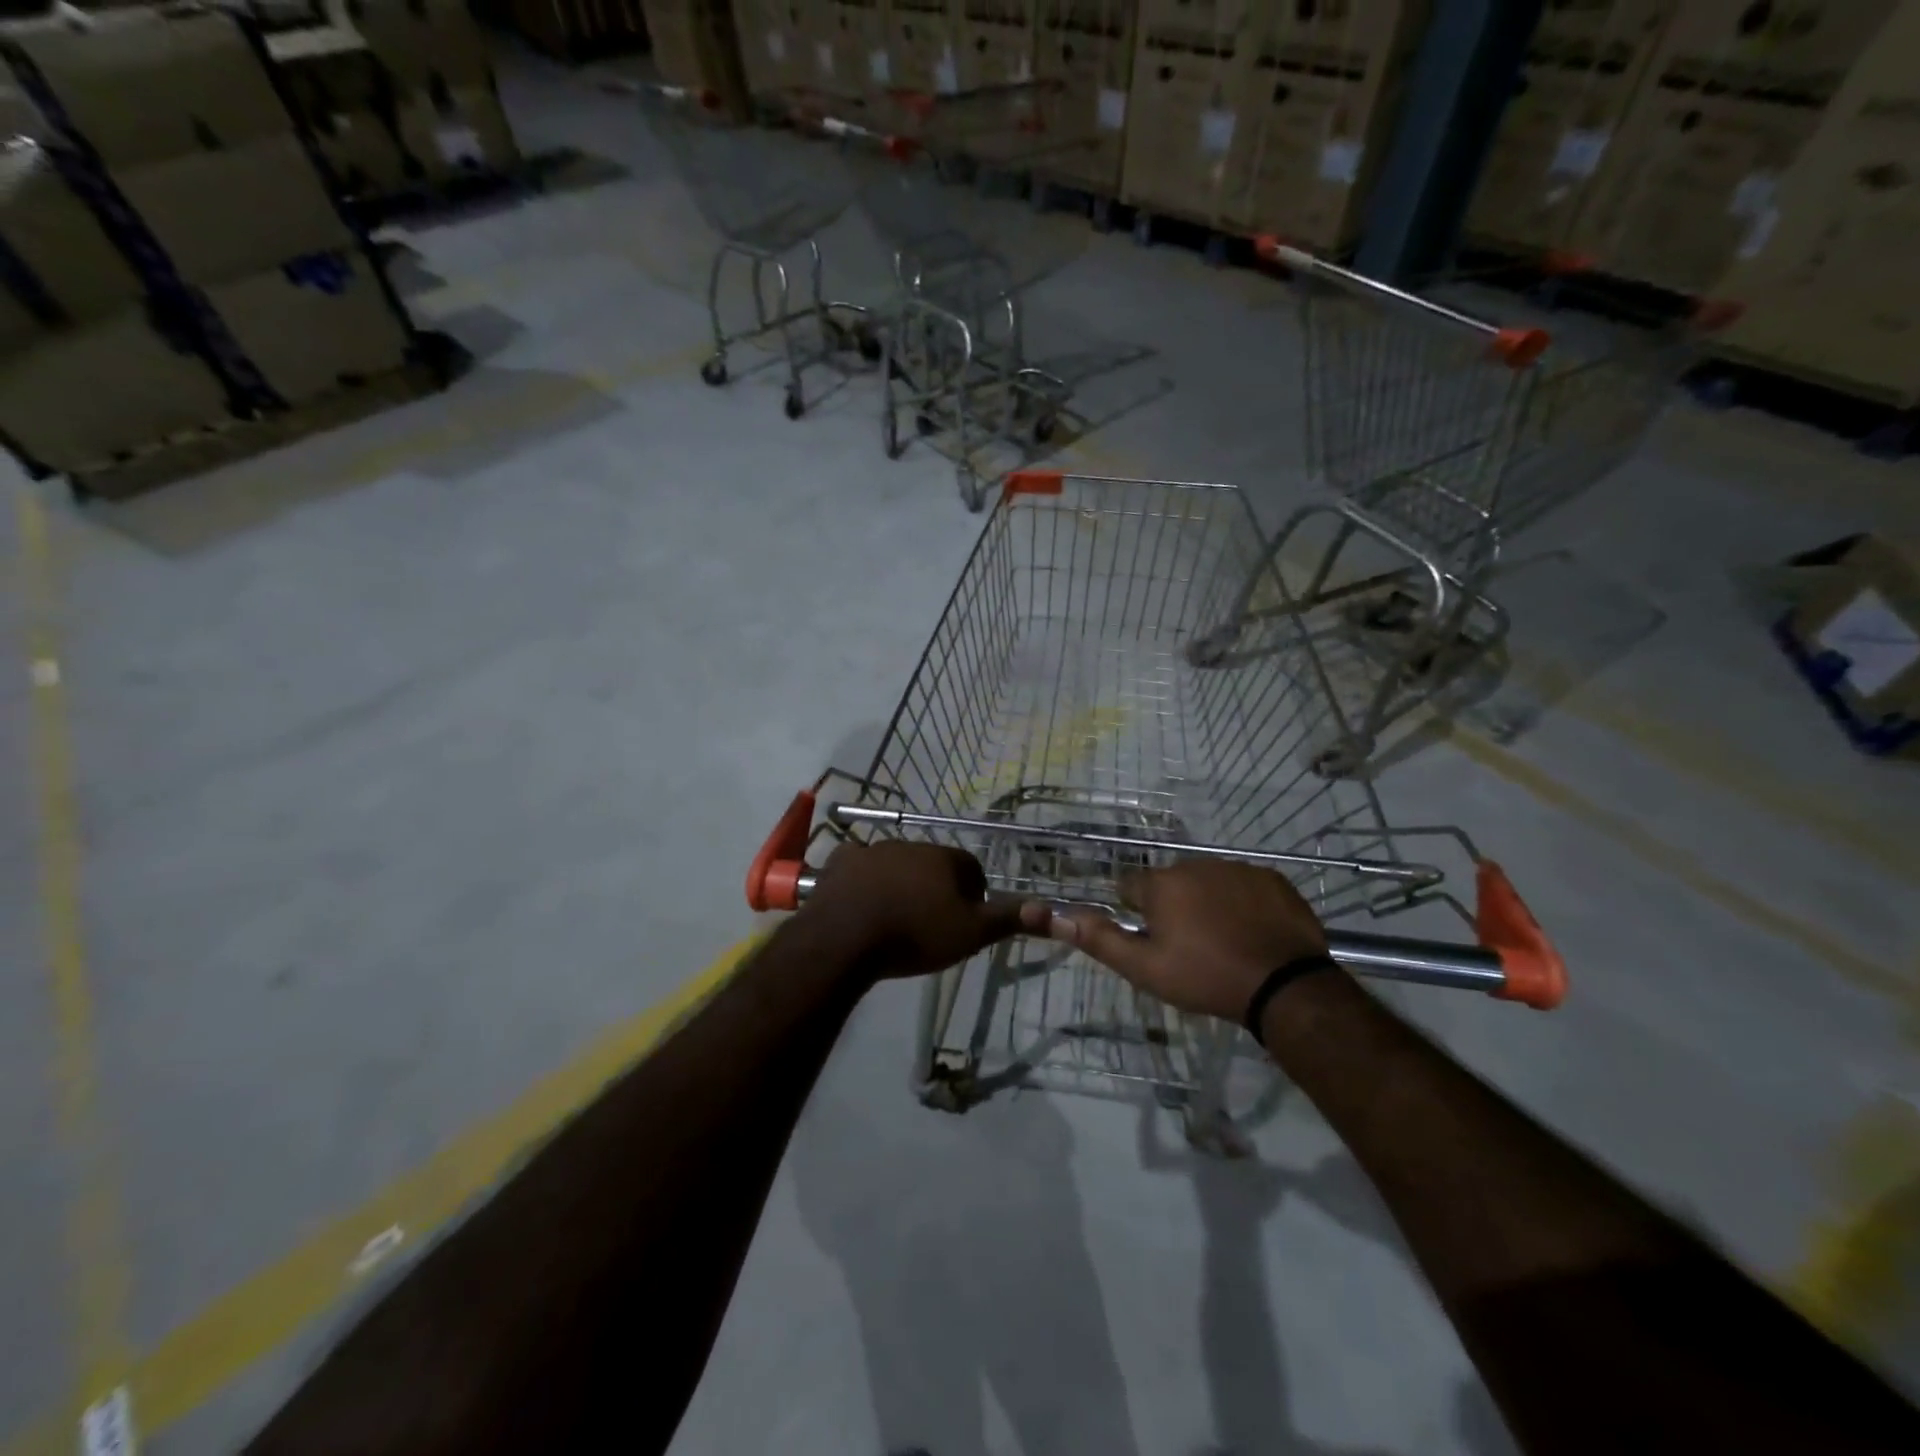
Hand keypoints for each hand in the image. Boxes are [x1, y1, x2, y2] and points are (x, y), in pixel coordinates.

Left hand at [797, 840, 1024, 980]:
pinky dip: (862, 880)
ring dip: (900, 882)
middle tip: (932, 920)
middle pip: (932, 863)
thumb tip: (1050, 908)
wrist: (847, 938)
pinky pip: (857, 866)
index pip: (971, 867)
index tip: (966, 918)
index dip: (973, 892)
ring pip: (896, 863)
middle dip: (936, 885)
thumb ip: (1007, 919)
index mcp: (943, 858)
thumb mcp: (970, 933)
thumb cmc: (915, 934)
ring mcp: (872, 851)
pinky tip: (860, 902)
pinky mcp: (841, 864)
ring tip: (897, 916)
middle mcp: (910, 845)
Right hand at [1021, 859, 1331, 1020]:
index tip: (1153, 940)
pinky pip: (1245, 886)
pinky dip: (1243, 903)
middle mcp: (1195, 865)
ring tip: (1225, 942)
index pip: (1130, 887)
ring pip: (1208, 882)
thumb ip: (1101, 940)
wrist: (1284, 985)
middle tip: (1190, 947)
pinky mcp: (1272, 879)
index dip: (1137, 913)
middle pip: (1171, 882)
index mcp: (1161, 884)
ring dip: (1208, 902)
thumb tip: (1058, 915)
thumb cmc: (1205, 977)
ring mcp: (1237, 868)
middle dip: (1173, 906)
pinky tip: (1253, 933)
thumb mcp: (1145, 968)